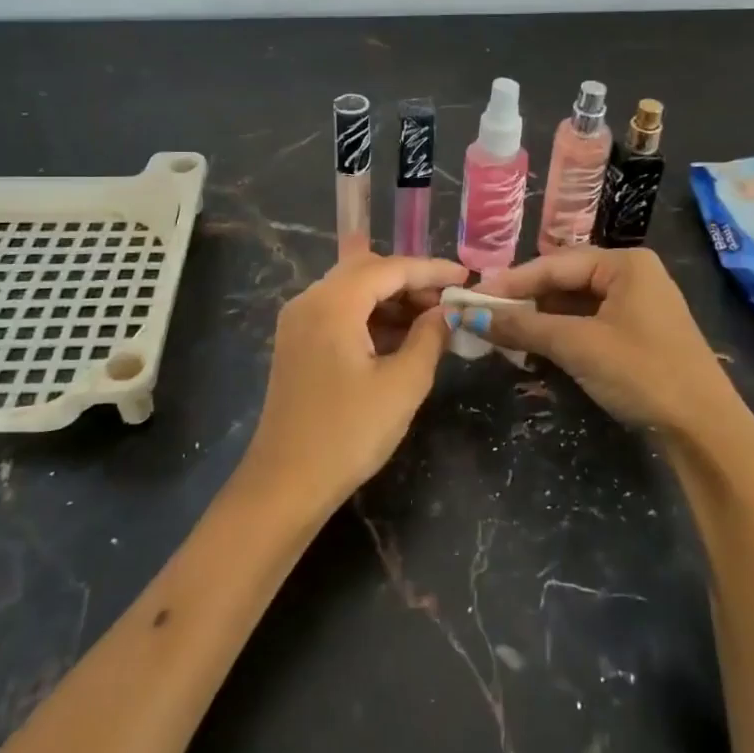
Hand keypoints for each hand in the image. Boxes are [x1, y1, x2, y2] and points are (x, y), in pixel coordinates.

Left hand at [245, 253, 467, 508]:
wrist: (286, 484)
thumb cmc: (348, 434)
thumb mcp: (403, 385)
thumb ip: (430, 337)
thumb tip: (446, 312)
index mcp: (332, 303)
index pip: (389, 268)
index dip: (431, 270)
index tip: (467, 279)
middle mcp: (309, 300)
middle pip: (367, 271)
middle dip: (411, 281)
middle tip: (448, 302)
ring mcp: (298, 321)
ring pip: (352, 290)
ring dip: (391, 298)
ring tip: (431, 321)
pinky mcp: (297, 342)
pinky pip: (339, 312)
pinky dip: (370, 316)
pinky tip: (399, 337)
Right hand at [476, 248, 748, 438]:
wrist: (705, 430)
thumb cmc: (642, 372)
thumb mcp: (577, 345)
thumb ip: (523, 326)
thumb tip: (470, 316)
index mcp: (625, 263)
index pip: (553, 264)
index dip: (510, 282)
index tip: (472, 297)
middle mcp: (633, 275)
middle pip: (564, 281)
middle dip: (525, 301)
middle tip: (484, 316)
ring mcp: (638, 305)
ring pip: (575, 304)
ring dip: (540, 320)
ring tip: (502, 333)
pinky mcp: (639, 333)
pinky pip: (589, 323)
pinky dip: (561, 334)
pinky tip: (535, 347)